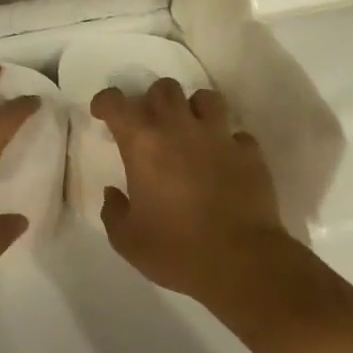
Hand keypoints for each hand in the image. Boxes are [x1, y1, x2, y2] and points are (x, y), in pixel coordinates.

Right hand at [92, 79, 294, 307]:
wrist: (242, 264)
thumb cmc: (177, 250)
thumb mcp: (128, 240)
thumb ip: (113, 211)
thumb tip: (113, 193)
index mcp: (143, 143)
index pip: (116, 102)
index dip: (105, 102)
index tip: (103, 114)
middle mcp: (178, 128)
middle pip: (164, 88)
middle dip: (154, 101)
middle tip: (152, 125)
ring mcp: (218, 137)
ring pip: (206, 98)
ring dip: (195, 110)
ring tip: (192, 131)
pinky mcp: (249, 154)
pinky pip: (237, 135)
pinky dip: (228, 144)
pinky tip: (225, 162)